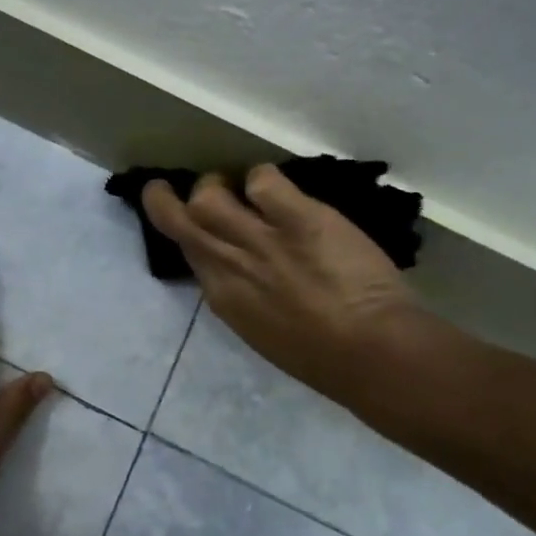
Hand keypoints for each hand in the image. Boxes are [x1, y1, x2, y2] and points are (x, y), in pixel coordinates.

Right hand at [143, 166, 424, 393]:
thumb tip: (237, 269)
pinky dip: (264, 179)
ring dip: (215, 184)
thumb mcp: (262, 329)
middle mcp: (228, 263)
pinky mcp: (296, 218)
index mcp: (222, 296)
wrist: (370, 353)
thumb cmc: (321, 356)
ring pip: (208, 196)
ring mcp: (259, 239)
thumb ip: (242, 294)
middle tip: (171, 187)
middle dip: (164, 199)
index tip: (185, 222)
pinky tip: (280, 190)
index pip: (186, 251)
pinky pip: (263, 180)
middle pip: (179, 219)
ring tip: (235, 184)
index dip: (183, 232)